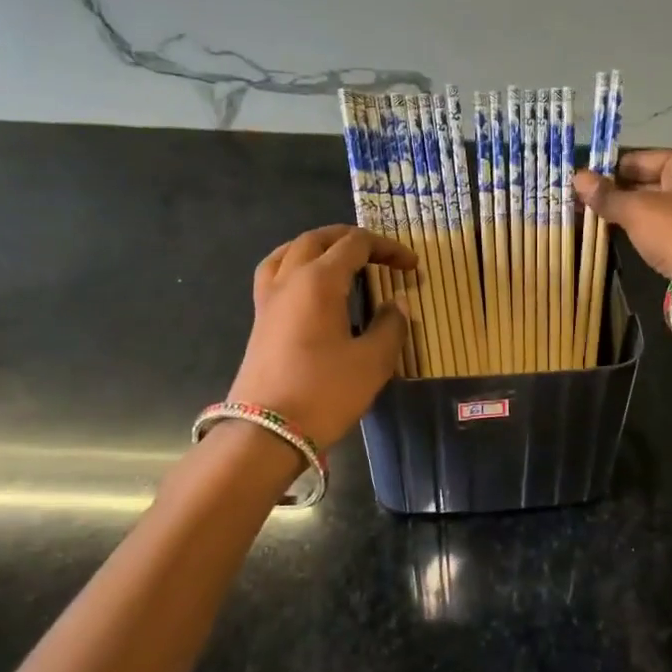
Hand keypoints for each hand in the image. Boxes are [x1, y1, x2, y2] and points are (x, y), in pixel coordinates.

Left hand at [227, 226, 415, 448]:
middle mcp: (289, 279)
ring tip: (342, 259)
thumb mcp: (372, 361)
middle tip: (381, 255)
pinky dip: (296, 265)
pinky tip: (308, 285)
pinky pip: (275, 273)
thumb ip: (390, 326)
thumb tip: (397, 304)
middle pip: (318, 239)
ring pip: (290, 251)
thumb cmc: (324, 392)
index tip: (412, 267)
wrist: (265, 433)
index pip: (355, 245)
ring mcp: (269, 299)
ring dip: (320, 246)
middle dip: (352, 239)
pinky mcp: (260, 320)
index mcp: (319, 280)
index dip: (388, 249)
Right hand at [573, 150, 671, 337]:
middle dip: (619, 194)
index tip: (583, 189)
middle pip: (650, 180)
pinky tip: (627, 236)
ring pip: (659, 203)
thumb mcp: (636, 211)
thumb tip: (577, 177)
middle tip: (587, 207)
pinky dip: (649, 227)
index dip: (609, 174)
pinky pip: (670, 222)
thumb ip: (606, 195)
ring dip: (632, 212)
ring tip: (601, 223)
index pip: (638, 159)